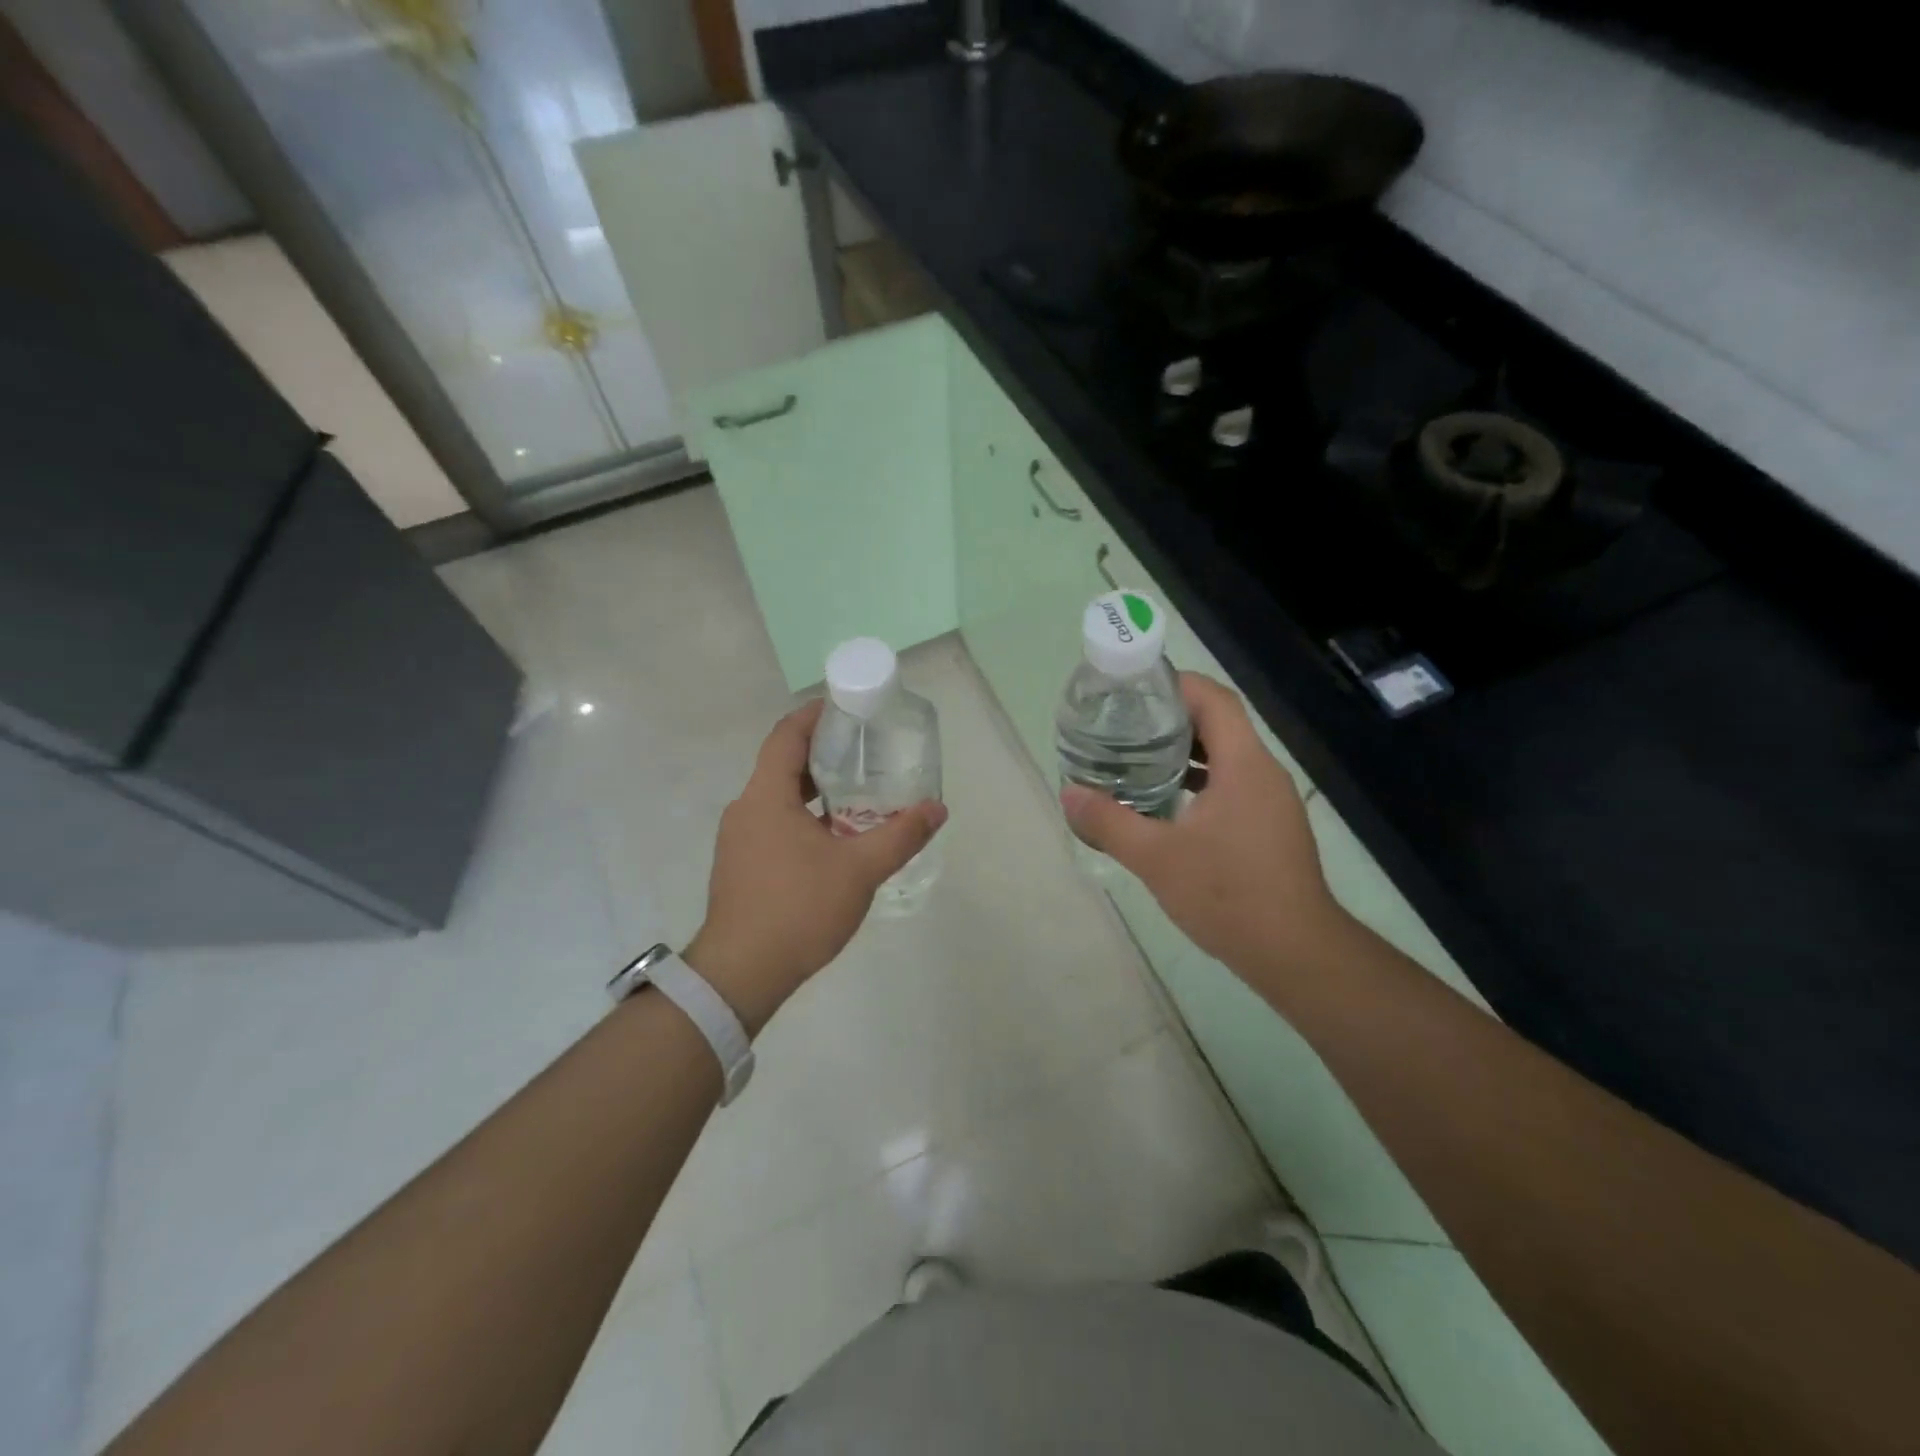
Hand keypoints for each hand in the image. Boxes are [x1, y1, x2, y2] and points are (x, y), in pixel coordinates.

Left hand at [684, 699, 946, 1034]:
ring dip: (815, 791)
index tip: (845, 706)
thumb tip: (937, 809)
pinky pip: (775, 825)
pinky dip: (804, 818)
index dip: (814, 715)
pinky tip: (835, 839)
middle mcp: (746, 810)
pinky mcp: (741, 867)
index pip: (786, 736)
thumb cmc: (798, 909)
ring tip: (858, 793)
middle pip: (784, 765)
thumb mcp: (860, 870)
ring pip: (780, 799)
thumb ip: (900, 835)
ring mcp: (739, 840)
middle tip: (865, 751)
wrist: (741, 974)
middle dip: (824, 754)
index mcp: (766, 797)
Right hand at [1060, 673, 1348, 983]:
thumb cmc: (1228, 895)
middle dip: (1171, 717)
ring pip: (1226, 756)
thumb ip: (1109, 821)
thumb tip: (1068, 793)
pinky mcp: (1270, 826)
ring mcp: (1271, 801)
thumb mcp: (1156, 857)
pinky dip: (1199, 781)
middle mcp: (1263, 773)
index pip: (1214, 699)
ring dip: (1185, 751)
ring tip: (1136, 757)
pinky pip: (1232, 784)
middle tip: (1123, 724)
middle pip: (1219, 723)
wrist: (1295, 953)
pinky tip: (1167, 802)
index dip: (1176, 684)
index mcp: (1243, 765)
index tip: (1134, 688)